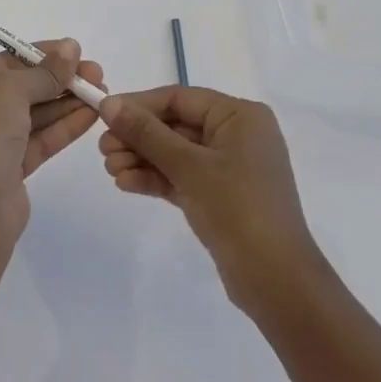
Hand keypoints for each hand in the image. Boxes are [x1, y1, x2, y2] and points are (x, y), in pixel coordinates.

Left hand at [0, 40, 102, 238]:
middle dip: (59, 80)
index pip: (4, 62)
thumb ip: (44, 72)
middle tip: (96, 73)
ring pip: (33, 115)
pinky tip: (92, 114)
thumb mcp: (10, 91)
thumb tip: (71, 47)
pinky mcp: (9, 170)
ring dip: (67, 102)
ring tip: (102, 91)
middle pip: (21, 87)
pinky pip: (39, 139)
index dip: (41, 54)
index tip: (75, 50)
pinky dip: (64, 126)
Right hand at [99, 86, 323, 317]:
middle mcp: (236, 134)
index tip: (103, 114)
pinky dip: (155, 178)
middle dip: (138, 137)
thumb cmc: (238, 209)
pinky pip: (181, 176)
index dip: (140, 105)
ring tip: (110, 169)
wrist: (277, 283)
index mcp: (239, 116)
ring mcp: (228, 167)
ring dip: (142, 158)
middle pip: (175, 125)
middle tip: (103, 149)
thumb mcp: (189, 166)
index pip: (180, 98)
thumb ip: (147, 133)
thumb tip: (109, 103)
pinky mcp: (219, 196)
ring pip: (175, 153)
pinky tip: (125, 183)